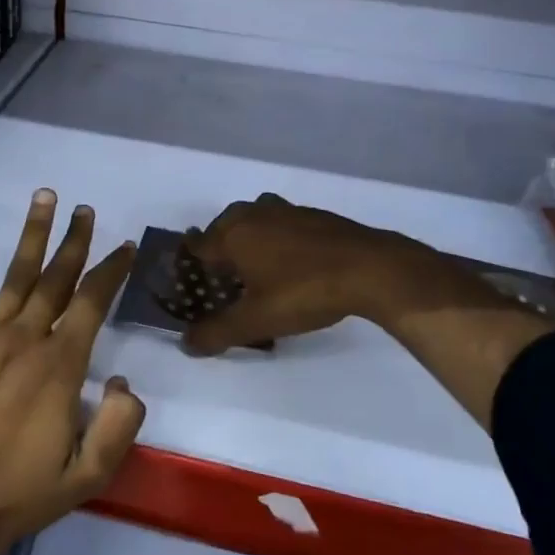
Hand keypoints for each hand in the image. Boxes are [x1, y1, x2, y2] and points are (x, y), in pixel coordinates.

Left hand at [0, 190, 143, 554]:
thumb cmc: (21, 495)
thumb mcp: (87, 476)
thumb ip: (118, 426)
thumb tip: (125, 381)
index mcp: (60, 367)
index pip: (92, 303)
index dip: (110, 272)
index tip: (124, 247)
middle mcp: (26, 341)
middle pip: (57, 279)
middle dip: (75, 242)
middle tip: (86, 209)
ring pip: (18, 277)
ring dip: (33, 236)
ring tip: (44, 198)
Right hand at [179, 195, 554, 428]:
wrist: (368, 268)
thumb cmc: (304, 291)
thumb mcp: (257, 320)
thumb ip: (218, 332)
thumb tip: (186, 343)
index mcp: (233, 234)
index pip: (199, 244)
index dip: (191, 262)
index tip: (190, 279)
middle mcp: (254, 214)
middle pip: (224, 227)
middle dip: (219, 249)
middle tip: (222, 278)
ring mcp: (286, 210)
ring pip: (254, 220)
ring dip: (249, 239)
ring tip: (255, 267)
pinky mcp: (313, 215)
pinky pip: (281, 223)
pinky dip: (276, 238)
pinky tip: (290, 261)